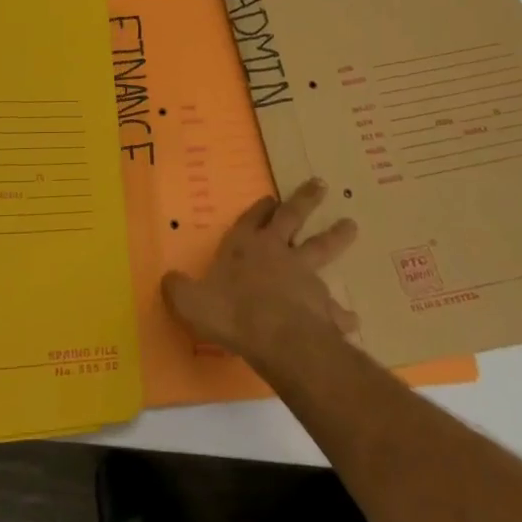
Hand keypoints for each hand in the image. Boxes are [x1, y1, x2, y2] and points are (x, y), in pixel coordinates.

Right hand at [161, 178, 357, 371]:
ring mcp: (304, 277)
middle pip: (294, 219)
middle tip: (321, 184)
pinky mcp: (323, 306)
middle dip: (305, 200)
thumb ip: (178, 289)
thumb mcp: (189, 300)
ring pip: (322, 250)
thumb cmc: (230, 312)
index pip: (252, 219)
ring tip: (352, 225)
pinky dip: (343, 314)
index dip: (260, 209)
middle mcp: (277, 253)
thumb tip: (168, 280)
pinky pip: (336, 309)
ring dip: (337, 236)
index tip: (271, 197)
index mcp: (245, 246)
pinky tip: (353, 320)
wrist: (277, 337)